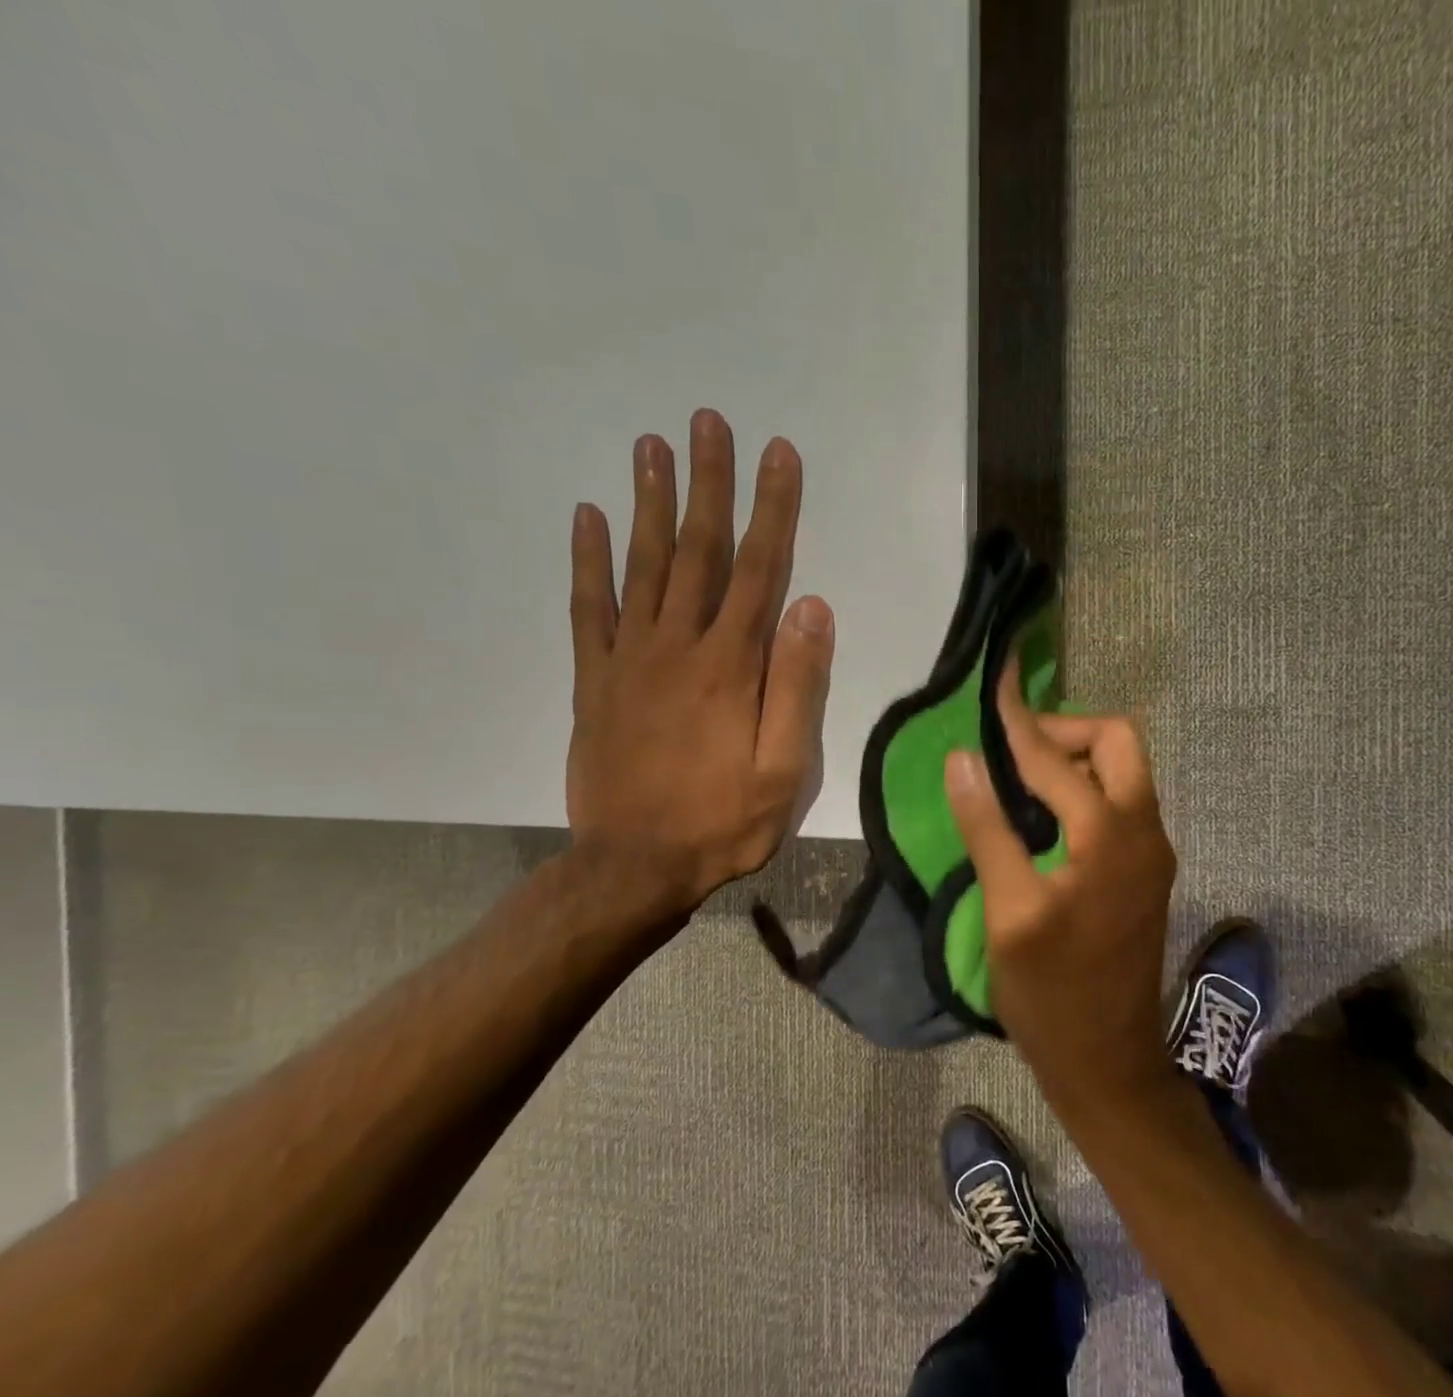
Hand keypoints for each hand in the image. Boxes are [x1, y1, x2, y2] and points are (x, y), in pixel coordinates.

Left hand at [567, 408, 833, 914]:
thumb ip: (798, 686)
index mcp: (730, 665)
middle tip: (706, 421)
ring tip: (651, 445)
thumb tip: (812, 607)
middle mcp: (678, 645)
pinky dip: (587, 560)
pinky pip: (588, 608)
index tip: (777, 453)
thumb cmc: (722, 821)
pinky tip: (586, 517)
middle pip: (697, 550)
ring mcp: (629, 659)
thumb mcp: (784, 768)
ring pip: (641, 565)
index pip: (759, 569)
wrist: (633, 866)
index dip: (772, 508)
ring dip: (648, 501)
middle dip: (707, 483)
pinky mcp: (595, 680)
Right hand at [944, 669, 1177, 1112]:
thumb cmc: (1052, 993)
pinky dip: (1088, 788)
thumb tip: (963, 757)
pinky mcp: (1147, 870)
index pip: (1056, 756)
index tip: (996, 682)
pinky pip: (1123, 802)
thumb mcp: (1009, 912)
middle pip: (1118, 742)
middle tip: (1013, 752)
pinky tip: (1048, 814)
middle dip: (1065, 730)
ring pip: (1125, 770)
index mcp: (1110, 834)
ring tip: (1022, 777)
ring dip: (1078, 758)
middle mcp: (1144, 829)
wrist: (1109, 1062)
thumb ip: (987, 828)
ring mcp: (1153, 851)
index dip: (1019, 719)